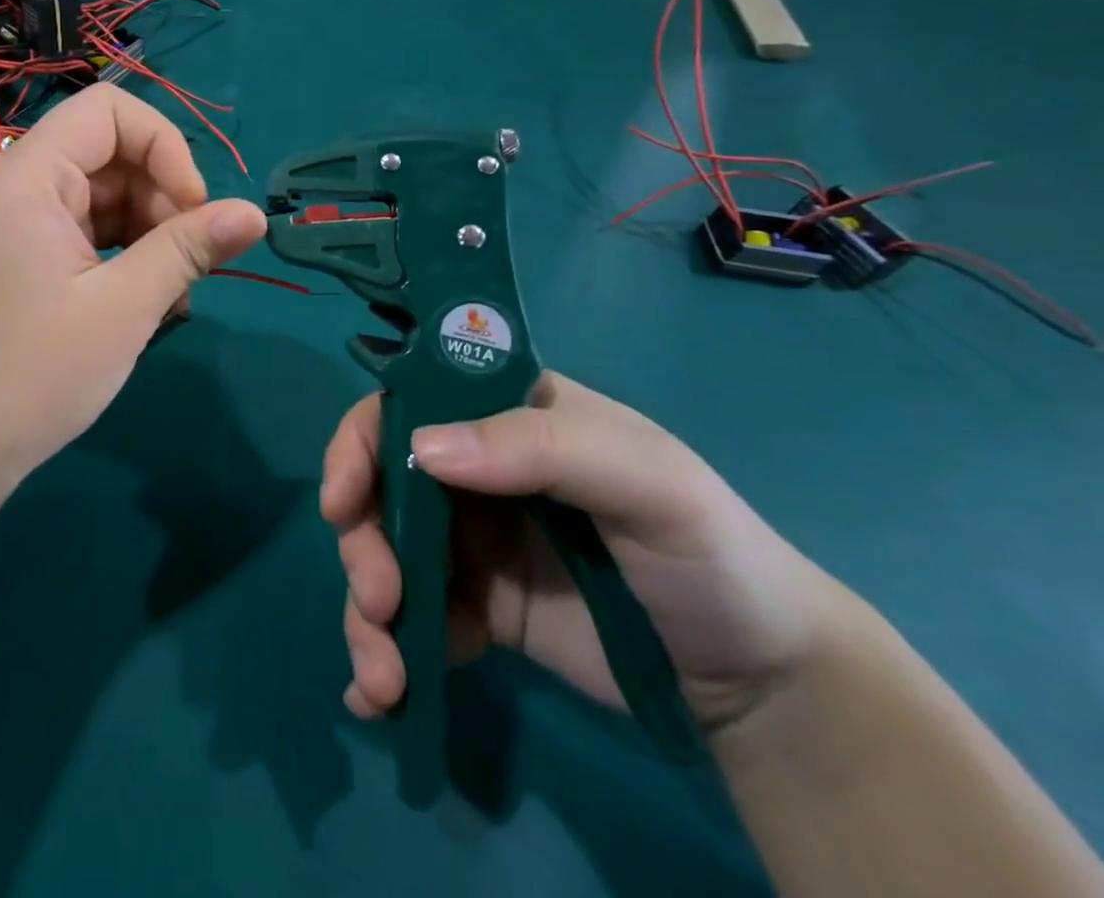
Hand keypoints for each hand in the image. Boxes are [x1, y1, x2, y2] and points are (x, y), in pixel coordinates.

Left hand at [0, 84, 267, 522]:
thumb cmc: (34, 373)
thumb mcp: (125, 307)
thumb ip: (189, 249)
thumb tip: (256, 214)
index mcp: (30, 176)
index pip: (109, 111)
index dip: (165, 146)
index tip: (194, 208)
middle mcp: (17, 186)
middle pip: (109, 154)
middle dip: (160, 196)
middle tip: (188, 262)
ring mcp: (16, 224)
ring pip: (102, 196)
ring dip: (147, 231)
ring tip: (171, 292)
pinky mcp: (20, 259)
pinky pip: (84, 232)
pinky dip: (121, 254)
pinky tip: (145, 303)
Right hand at [324, 371, 843, 732]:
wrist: (763, 681)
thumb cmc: (707, 552)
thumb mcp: (645, 481)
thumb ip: (539, 449)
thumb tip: (422, 451)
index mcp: (502, 417)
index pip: (407, 404)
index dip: (360, 442)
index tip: (341, 501)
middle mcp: (473, 469)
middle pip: (379, 487)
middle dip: (362, 544)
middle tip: (379, 602)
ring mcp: (469, 541)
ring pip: (384, 555)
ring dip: (366, 613)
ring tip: (384, 679)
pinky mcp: (475, 609)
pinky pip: (413, 619)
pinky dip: (387, 652)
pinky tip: (382, 700)